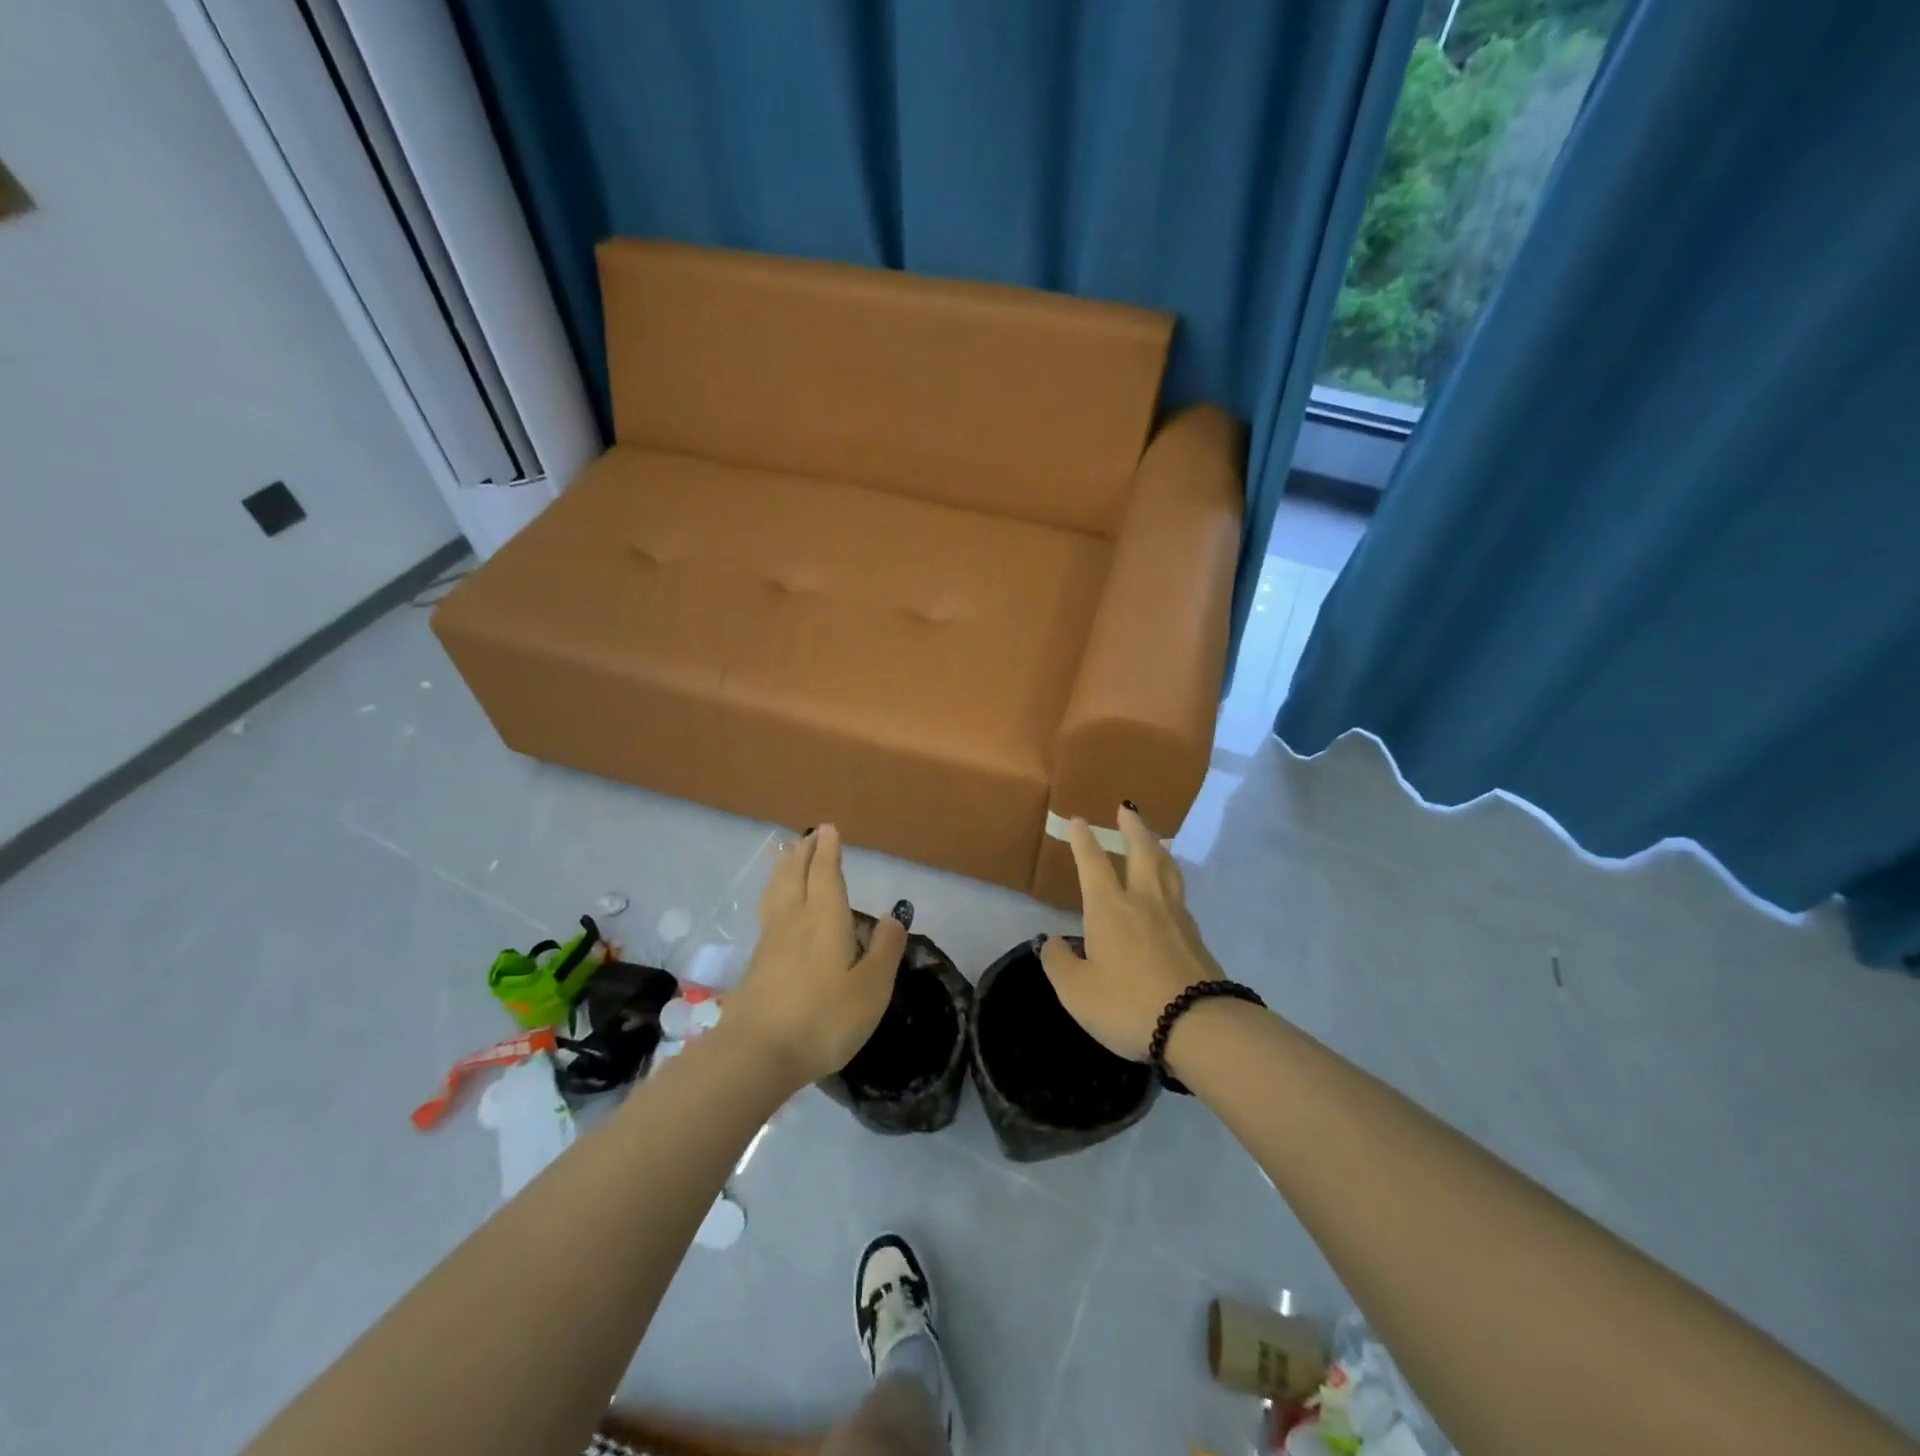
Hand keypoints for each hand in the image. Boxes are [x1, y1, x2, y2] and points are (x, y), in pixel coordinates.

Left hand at [724, 825, 905, 1087]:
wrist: (757, 1055)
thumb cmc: (823, 1018)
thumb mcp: (871, 988)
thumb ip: (885, 950)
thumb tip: (893, 916)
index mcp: (824, 919)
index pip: (826, 873)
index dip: (828, 850)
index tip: (828, 829)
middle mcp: (794, 920)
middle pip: (795, 875)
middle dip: (802, 852)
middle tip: (808, 836)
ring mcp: (770, 941)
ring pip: (776, 891)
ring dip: (784, 869)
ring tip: (787, 857)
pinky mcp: (755, 964)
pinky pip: (767, 911)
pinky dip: (774, 894)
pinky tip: (777, 907)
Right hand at [1039, 806, 1224, 1059]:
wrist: (1197, 1026)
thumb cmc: (1127, 1004)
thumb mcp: (1076, 991)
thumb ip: (1059, 963)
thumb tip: (1052, 943)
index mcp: (1110, 908)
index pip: (1093, 863)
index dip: (1084, 840)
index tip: (1079, 820)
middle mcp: (1144, 901)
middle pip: (1141, 852)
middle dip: (1133, 828)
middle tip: (1127, 808)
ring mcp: (1175, 917)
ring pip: (1167, 869)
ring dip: (1157, 848)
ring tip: (1153, 839)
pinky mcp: (1196, 937)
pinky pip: (1180, 895)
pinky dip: (1171, 879)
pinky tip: (1170, 891)